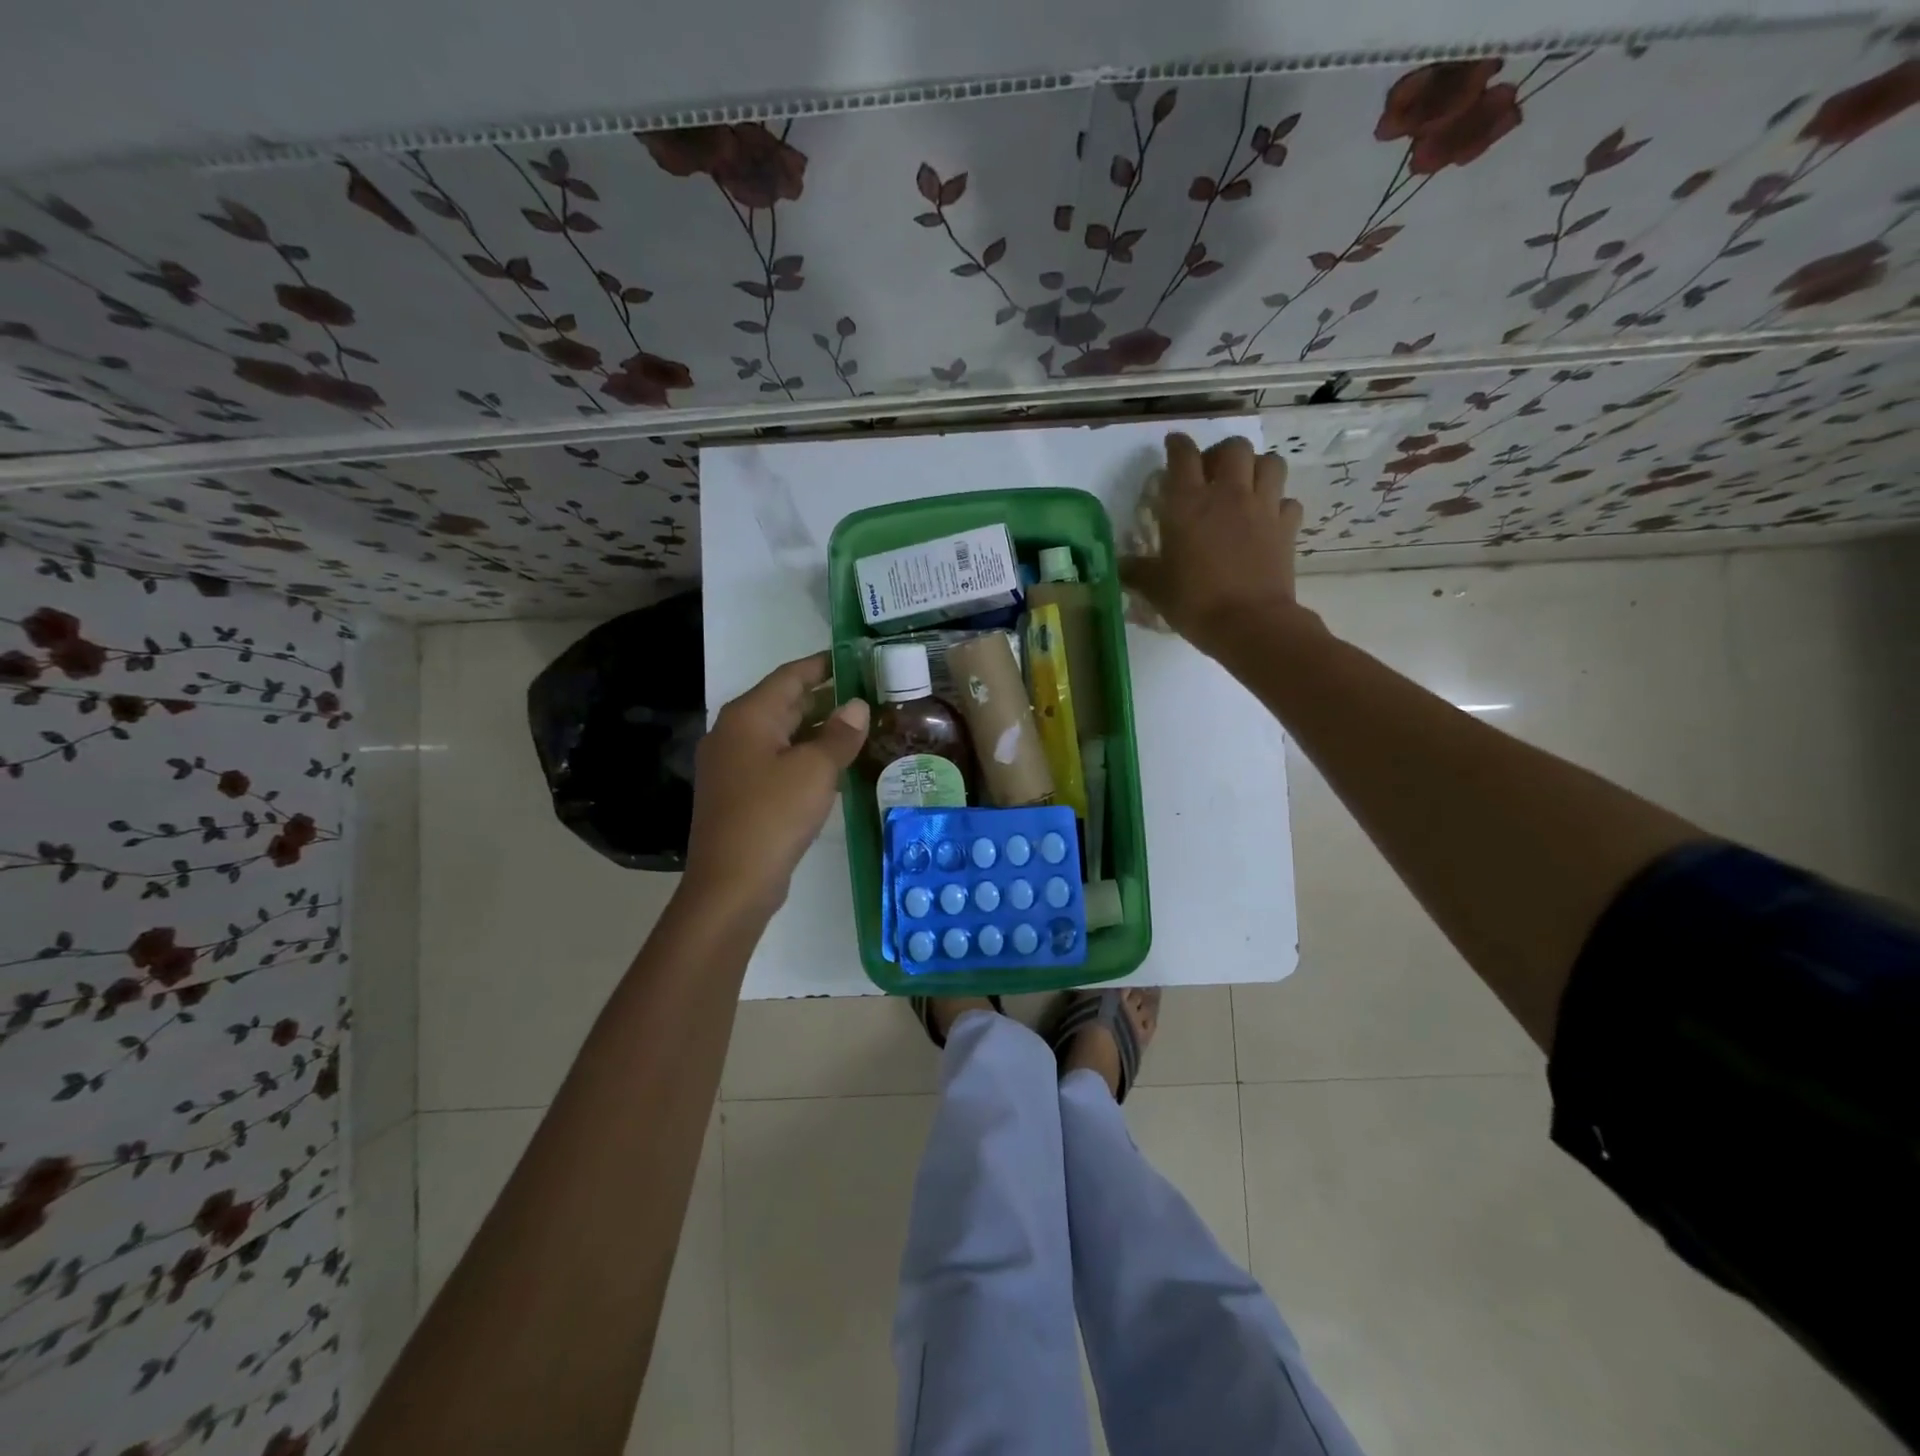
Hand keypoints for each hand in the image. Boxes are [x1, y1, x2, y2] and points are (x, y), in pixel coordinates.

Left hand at [682, 652, 869, 914]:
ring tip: (859, 726)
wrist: (731, 883)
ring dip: (817, 729)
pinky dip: (803, 755)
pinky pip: (776, 760)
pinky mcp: (738, 792)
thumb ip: (839, 734)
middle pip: (784, 703)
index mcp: (748, 716)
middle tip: (868, 694)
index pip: (790, 675)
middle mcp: (734, 732)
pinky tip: (833, 764)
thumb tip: (857, 706)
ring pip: (781, 734)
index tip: (856, 658)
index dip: (823, 665)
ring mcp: (732, 764)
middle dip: (825, 698)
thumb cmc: (773, 815)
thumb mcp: (815, 770)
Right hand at [1122, 433, 1316, 657]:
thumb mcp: (1156, 589)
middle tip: (1212, 472)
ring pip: (1270, 462)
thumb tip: (1119, 565)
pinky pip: (1288, 500)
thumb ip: (1136, 571)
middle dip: (1222, 453)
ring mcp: (1262, 508)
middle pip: (1233, 448)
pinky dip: (1278, 503)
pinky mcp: (1287, 527)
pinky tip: (1267, 518)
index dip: (1177, 446)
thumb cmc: (1195, 603)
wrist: (1250, 623)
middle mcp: (1227, 495)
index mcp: (1188, 504)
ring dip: (1257, 468)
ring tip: (1245, 486)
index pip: (1182, 456)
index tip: (1173, 446)